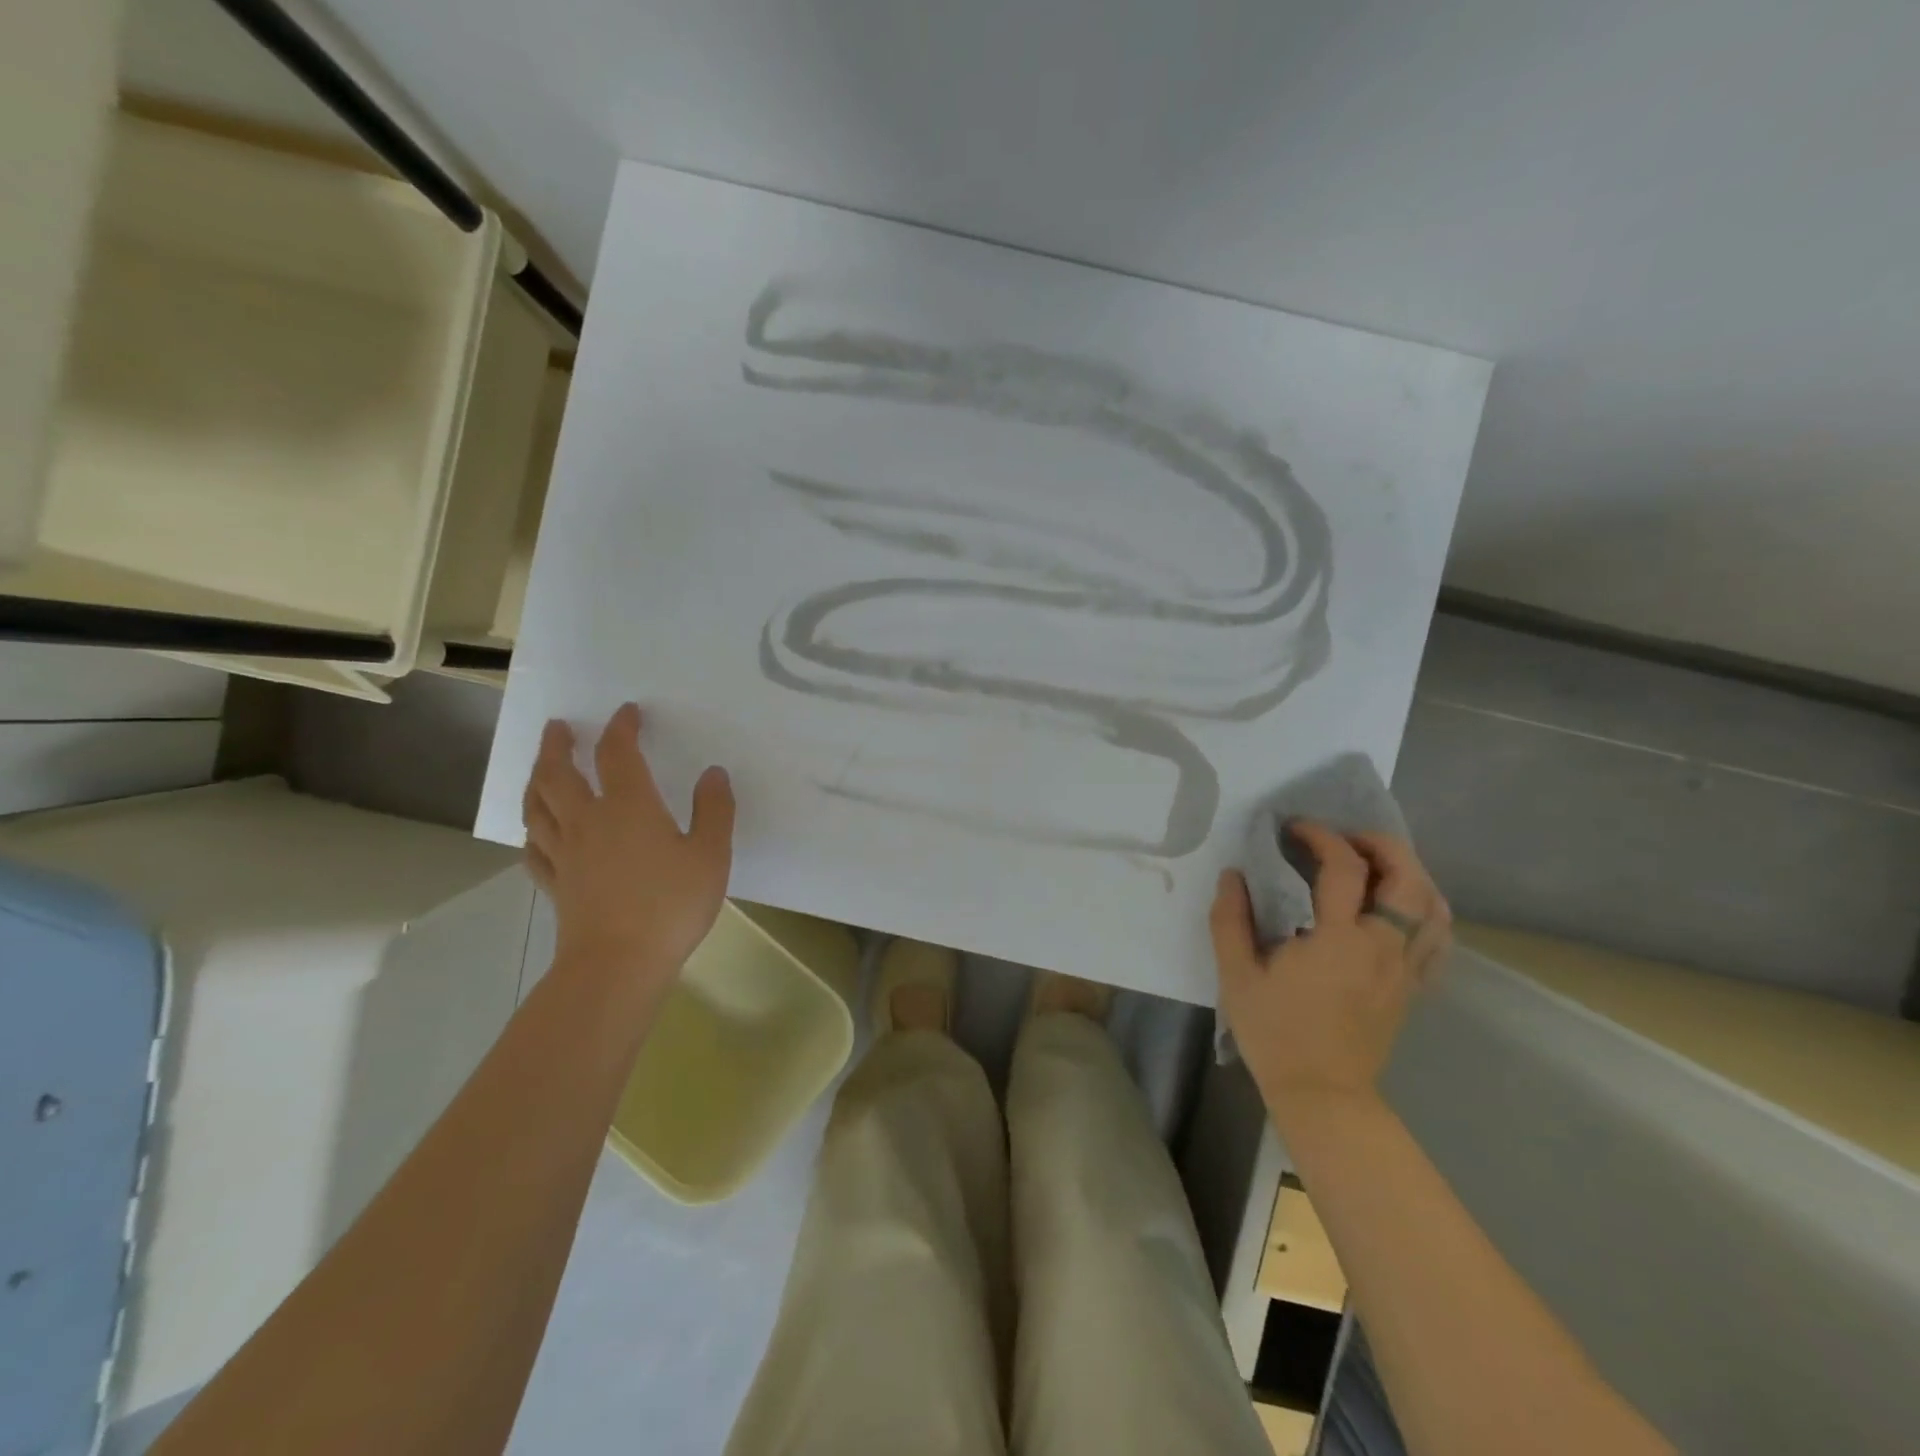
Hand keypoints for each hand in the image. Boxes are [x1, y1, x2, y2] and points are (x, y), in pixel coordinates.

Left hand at [521, 704, 735, 988]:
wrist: (619, 963)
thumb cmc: (671, 905)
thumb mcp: (711, 855)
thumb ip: (714, 810)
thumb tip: (713, 774)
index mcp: (629, 807)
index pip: (618, 754)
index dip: (622, 728)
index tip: (627, 713)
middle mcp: (588, 821)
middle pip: (559, 774)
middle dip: (557, 746)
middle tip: (558, 727)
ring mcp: (566, 853)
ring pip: (538, 807)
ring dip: (536, 780)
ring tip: (540, 768)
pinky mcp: (556, 884)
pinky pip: (534, 849)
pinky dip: (532, 831)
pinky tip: (535, 831)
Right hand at [1210, 822, 1451, 1127]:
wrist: (1322, 1094)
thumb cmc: (1275, 1033)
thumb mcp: (1237, 975)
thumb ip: (1231, 920)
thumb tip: (1232, 876)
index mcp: (1339, 940)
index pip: (1345, 868)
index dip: (1322, 837)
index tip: (1295, 830)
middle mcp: (1383, 947)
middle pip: (1409, 878)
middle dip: (1381, 845)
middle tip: (1345, 839)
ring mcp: (1405, 969)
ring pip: (1435, 907)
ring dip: (1410, 873)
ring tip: (1375, 867)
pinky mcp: (1414, 988)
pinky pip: (1439, 940)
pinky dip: (1426, 912)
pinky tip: (1399, 909)